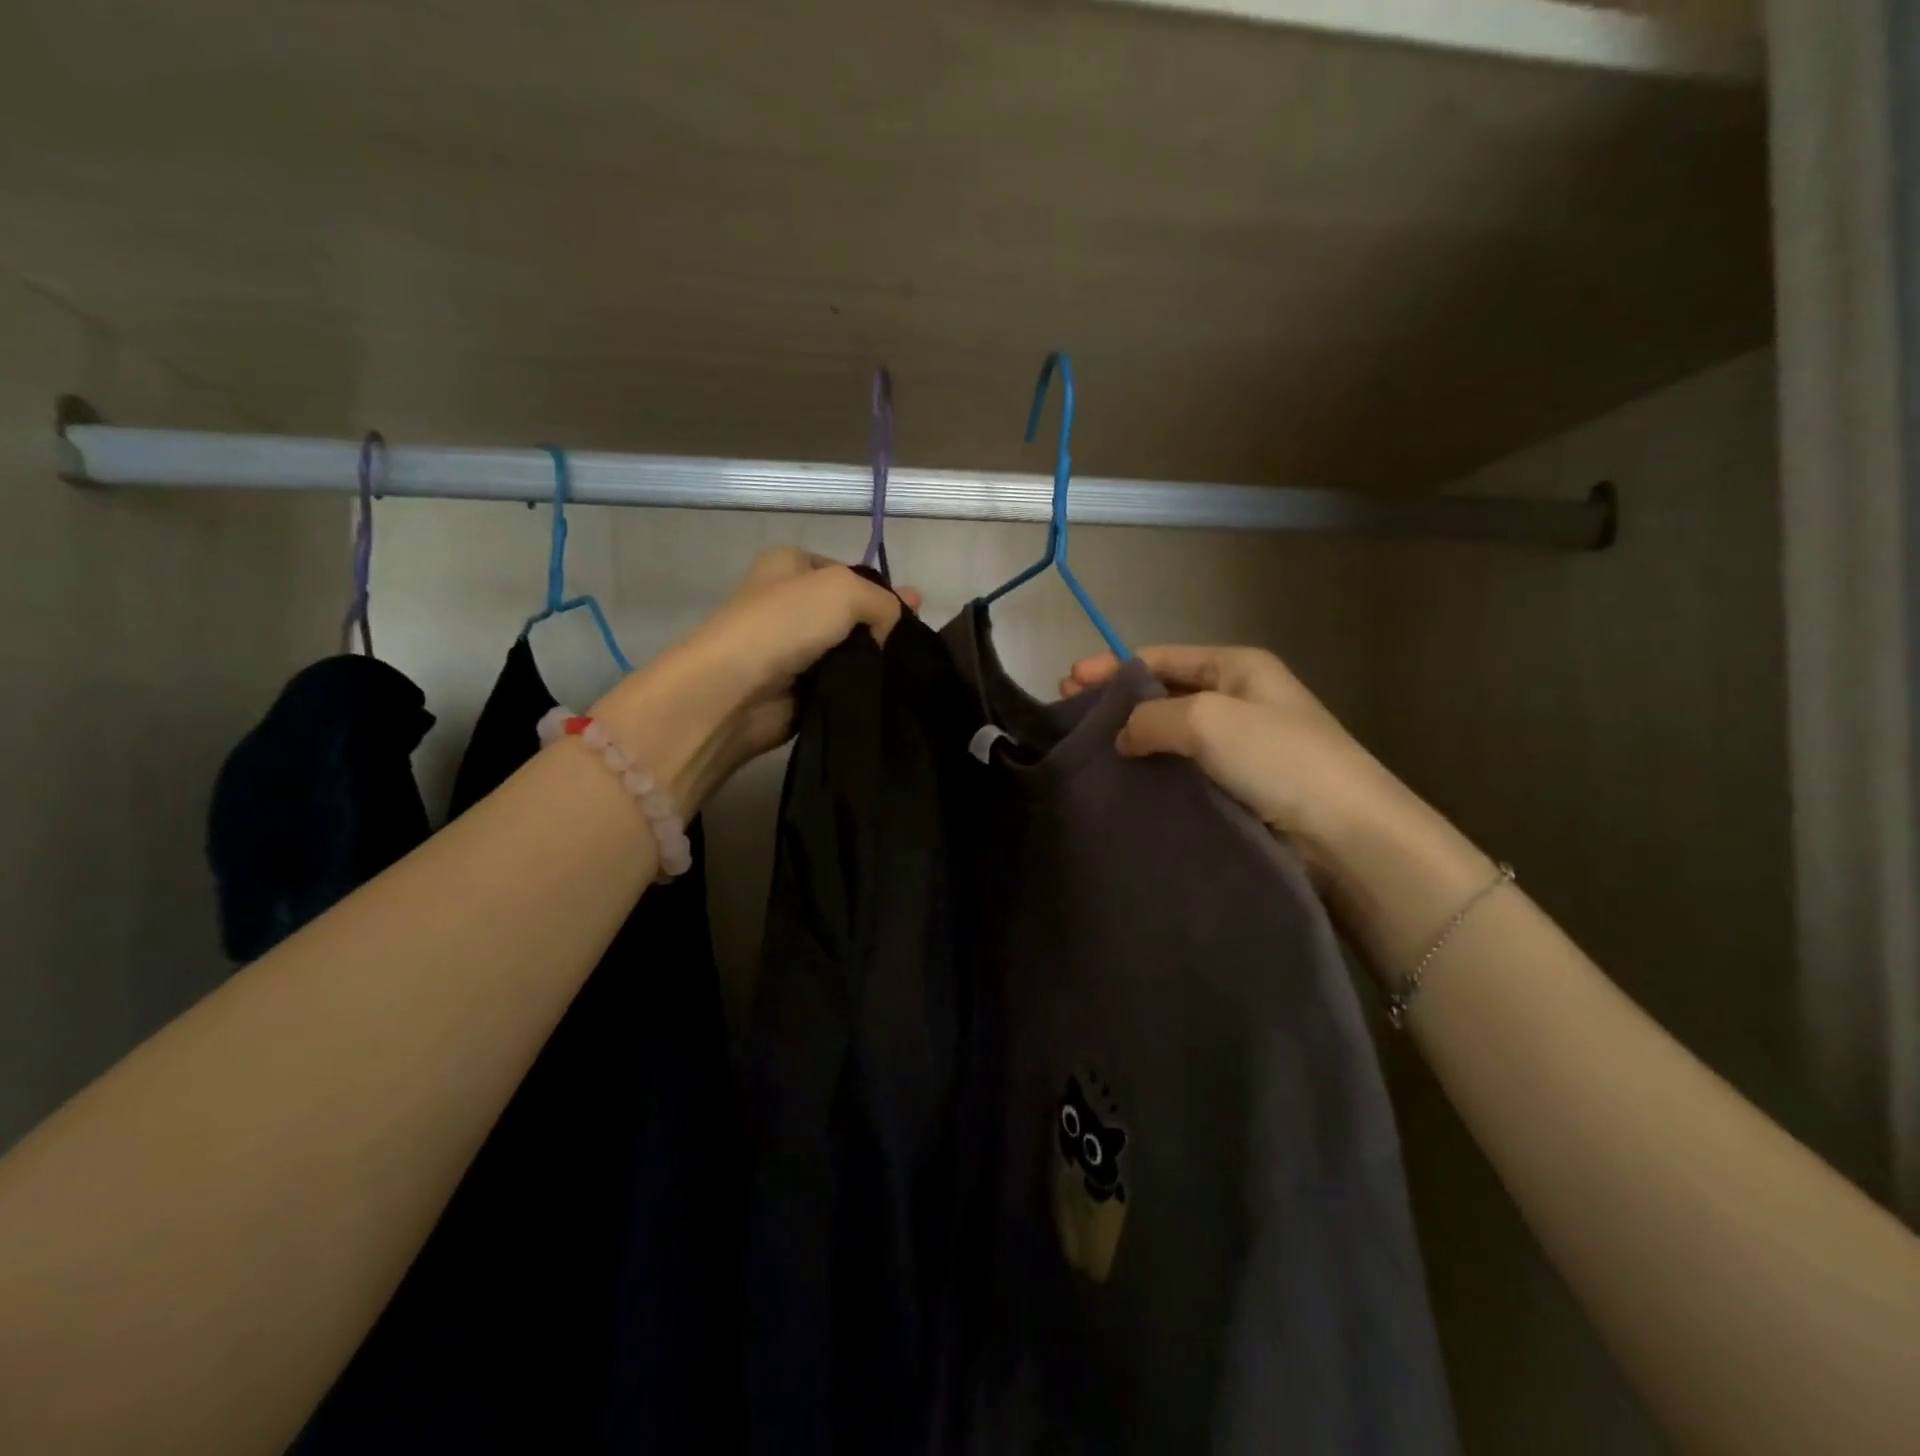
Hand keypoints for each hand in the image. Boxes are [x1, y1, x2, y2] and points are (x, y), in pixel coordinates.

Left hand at [594, 548, 913, 810]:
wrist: (736, 691)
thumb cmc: (785, 624)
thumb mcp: (846, 590)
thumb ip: (884, 601)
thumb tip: (891, 632)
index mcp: (789, 564)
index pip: (848, 572)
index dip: (881, 590)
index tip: (912, 613)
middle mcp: (786, 602)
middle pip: (849, 613)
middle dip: (880, 627)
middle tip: (912, 648)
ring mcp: (789, 648)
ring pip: (847, 651)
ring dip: (871, 662)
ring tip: (901, 674)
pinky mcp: (794, 688)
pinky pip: (838, 684)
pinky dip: (856, 689)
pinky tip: (878, 695)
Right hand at [1061, 645, 1406, 883]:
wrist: (1344, 833)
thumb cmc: (1278, 758)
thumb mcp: (1207, 718)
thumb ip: (1152, 716)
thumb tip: (1122, 736)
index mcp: (1237, 667)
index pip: (1160, 657)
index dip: (1112, 667)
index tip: (1069, 683)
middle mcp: (1236, 700)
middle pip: (1162, 693)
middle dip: (1115, 702)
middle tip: (1068, 717)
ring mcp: (1237, 747)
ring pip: (1169, 736)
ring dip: (1130, 740)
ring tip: (1085, 754)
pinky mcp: (1236, 788)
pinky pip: (1182, 771)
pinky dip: (1151, 772)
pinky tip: (1122, 784)